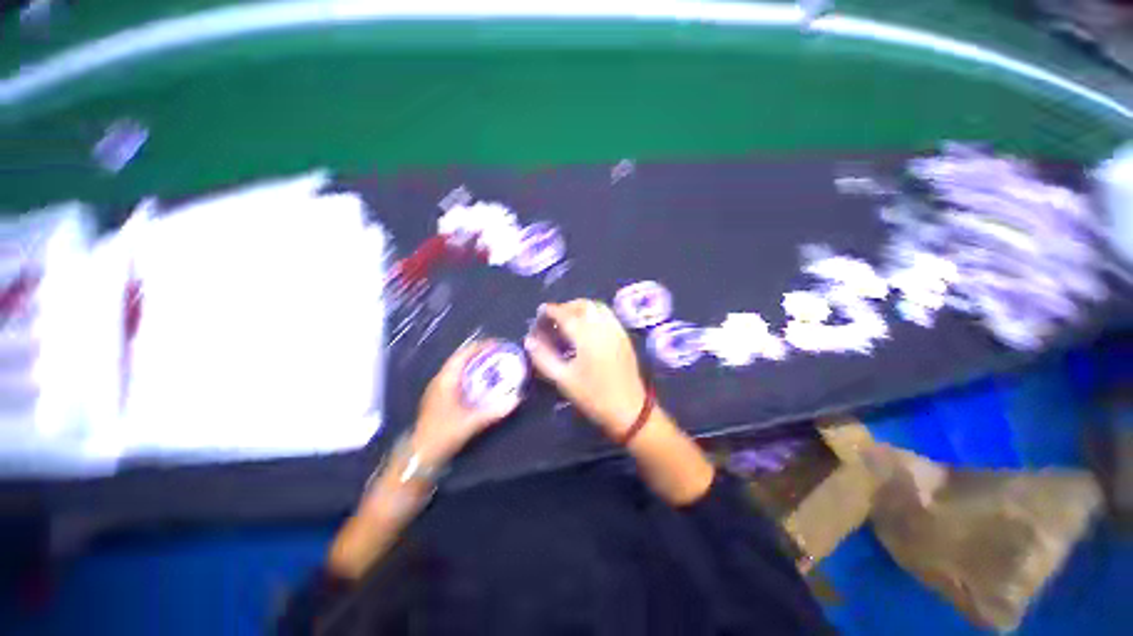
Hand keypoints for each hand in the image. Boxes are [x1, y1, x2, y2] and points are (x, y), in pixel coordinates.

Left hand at [412, 341, 518, 464]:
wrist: (421, 454)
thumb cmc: (443, 433)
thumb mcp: (471, 422)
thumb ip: (495, 410)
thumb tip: (516, 399)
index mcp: (446, 380)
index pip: (463, 354)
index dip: (480, 346)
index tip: (497, 343)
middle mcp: (440, 379)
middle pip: (461, 358)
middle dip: (480, 352)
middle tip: (498, 352)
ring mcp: (438, 388)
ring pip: (458, 367)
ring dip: (475, 362)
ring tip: (493, 362)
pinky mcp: (440, 397)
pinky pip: (457, 376)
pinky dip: (470, 373)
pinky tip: (481, 381)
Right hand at [525, 300, 647, 437]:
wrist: (629, 410)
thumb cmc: (594, 396)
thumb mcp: (564, 380)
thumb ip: (543, 358)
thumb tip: (529, 340)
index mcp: (587, 337)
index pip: (565, 314)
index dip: (551, 310)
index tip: (540, 312)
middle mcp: (603, 327)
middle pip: (583, 305)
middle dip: (566, 306)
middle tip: (554, 317)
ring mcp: (616, 330)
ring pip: (597, 307)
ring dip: (581, 307)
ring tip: (569, 318)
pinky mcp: (624, 336)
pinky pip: (607, 315)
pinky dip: (594, 313)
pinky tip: (587, 326)